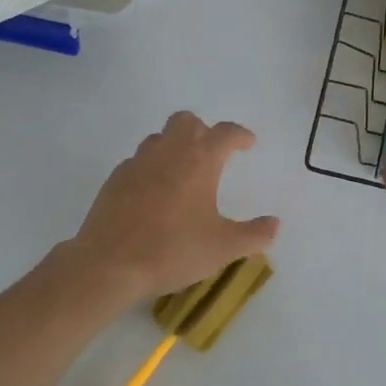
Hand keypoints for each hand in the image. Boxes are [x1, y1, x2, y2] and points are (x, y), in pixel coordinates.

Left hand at [68, 112, 279, 303]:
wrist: (110, 263)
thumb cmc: (173, 250)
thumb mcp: (223, 248)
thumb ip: (254, 234)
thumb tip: (275, 224)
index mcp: (199, 160)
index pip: (225, 133)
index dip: (240, 135)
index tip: (248, 143)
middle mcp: (168, 152)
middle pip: (187, 122)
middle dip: (203, 131)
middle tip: (213, 154)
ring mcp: (137, 162)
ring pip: (159, 138)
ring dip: (175, 145)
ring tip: (183, 172)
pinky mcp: (115, 179)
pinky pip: (138, 160)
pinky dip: (151, 167)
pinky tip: (154, 193)